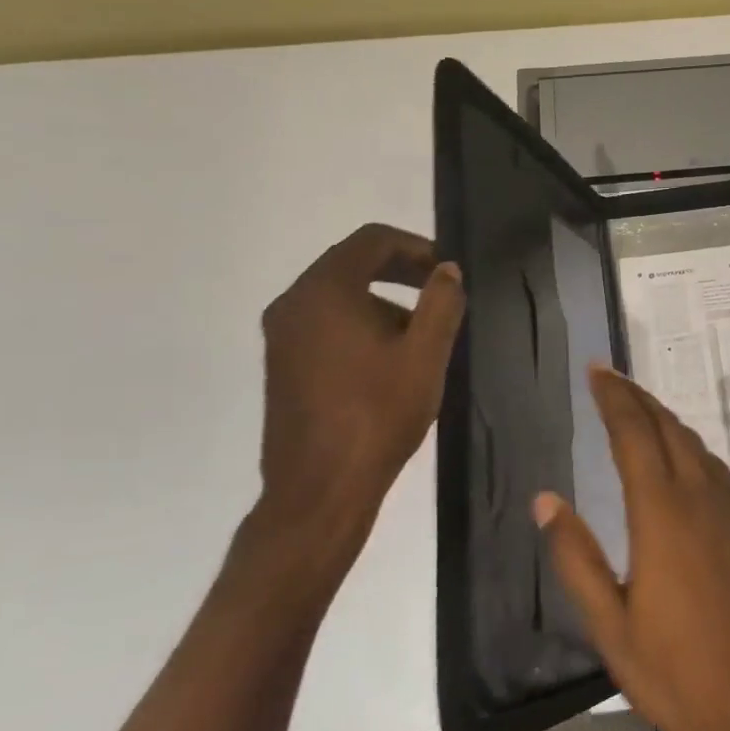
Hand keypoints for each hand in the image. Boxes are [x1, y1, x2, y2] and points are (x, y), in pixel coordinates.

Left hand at [256, 224, 463, 561]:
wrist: (319, 490)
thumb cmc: (377, 415)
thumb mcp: (425, 355)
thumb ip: (441, 302)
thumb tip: (447, 270)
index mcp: (325, 292)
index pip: (372, 240)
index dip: (416, 246)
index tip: (447, 271)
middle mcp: (293, 304)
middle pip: (351, 262)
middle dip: (400, 270)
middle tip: (440, 291)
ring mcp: (282, 335)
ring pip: (338, 294)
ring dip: (382, 298)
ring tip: (421, 331)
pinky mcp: (282, 363)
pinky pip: (324, 321)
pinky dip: (359, 321)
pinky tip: (389, 358)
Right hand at [534, 366, 729, 730]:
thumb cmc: (677, 671)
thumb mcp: (610, 626)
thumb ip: (576, 558)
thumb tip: (546, 501)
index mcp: (661, 513)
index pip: (633, 434)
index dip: (613, 398)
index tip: (596, 370)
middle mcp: (699, 496)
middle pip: (666, 427)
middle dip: (636, 397)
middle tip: (609, 377)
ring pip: (694, 443)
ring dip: (664, 417)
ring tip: (637, 408)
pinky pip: (714, 466)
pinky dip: (689, 445)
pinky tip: (680, 456)